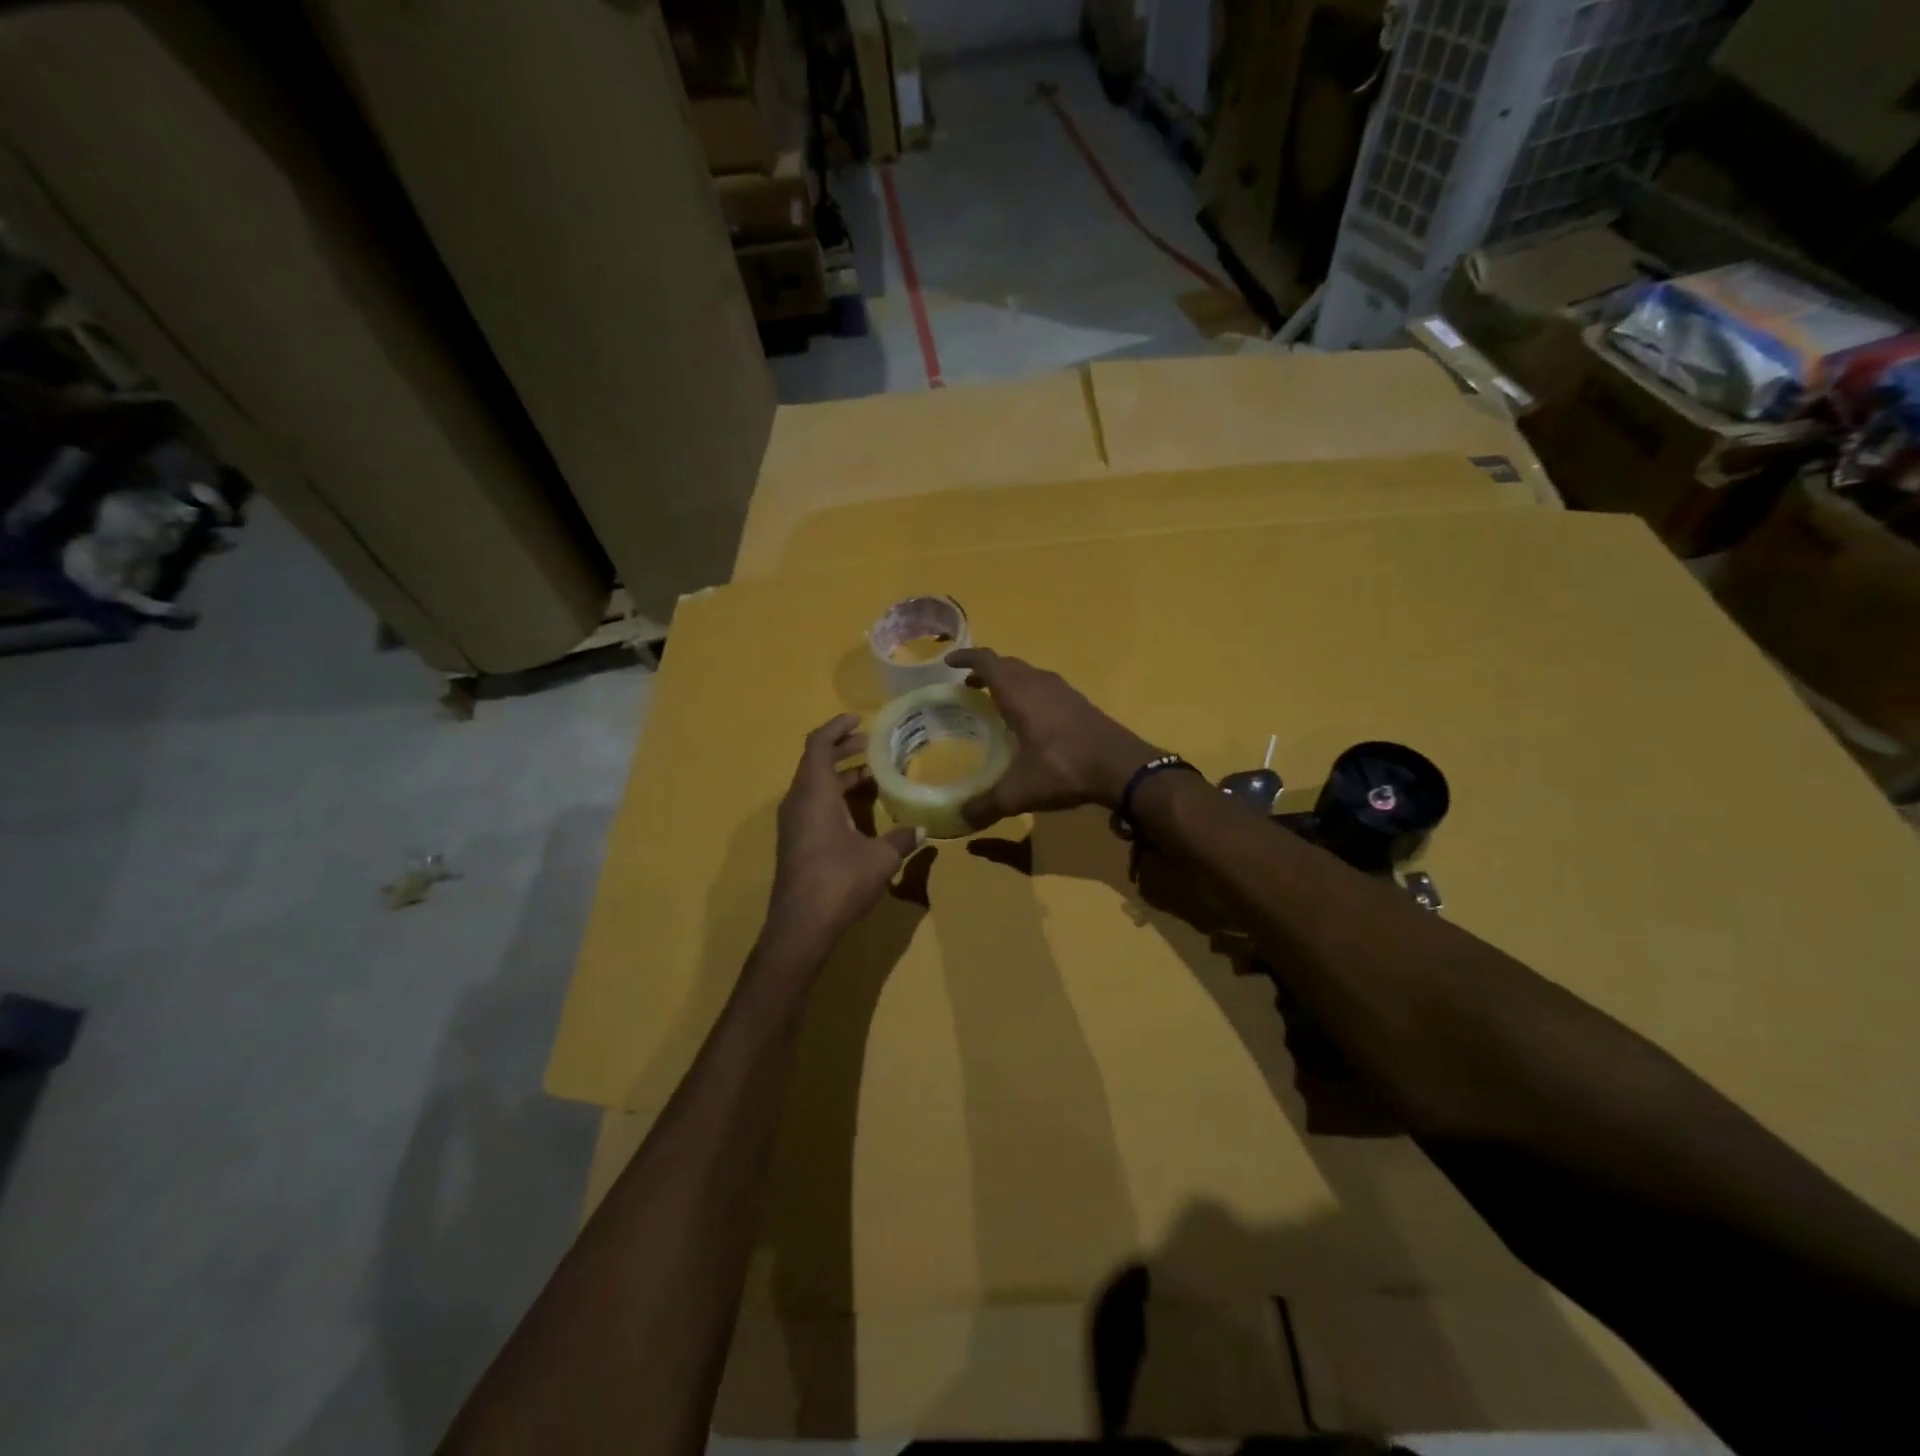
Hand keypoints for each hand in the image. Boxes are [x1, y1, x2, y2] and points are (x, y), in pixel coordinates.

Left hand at [765, 714, 922, 955]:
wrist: (800, 927)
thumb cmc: (839, 881)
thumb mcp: (880, 858)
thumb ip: (902, 839)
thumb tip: (922, 831)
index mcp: (814, 794)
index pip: (818, 745)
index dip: (836, 727)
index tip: (859, 719)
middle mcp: (798, 802)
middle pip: (815, 762)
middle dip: (841, 748)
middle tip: (870, 744)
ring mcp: (793, 823)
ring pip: (814, 785)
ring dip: (839, 775)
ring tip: (871, 774)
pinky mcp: (795, 842)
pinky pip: (813, 804)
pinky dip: (834, 795)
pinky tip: (859, 809)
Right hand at [945, 648, 1159, 828]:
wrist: (1122, 767)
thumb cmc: (1063, 768)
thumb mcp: (1019, 791)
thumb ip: (986, 805)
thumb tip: (959, 820)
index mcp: (1019, 693)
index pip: (987, 662)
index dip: (966, 659)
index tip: (948, 663)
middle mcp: (1039, 684)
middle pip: (1008, 665)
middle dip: (986, 670)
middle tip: (967, 686)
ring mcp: (1063, 692)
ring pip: (1029, 675)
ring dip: (1010, 681)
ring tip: (995, 700)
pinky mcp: (1080, 704)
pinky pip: (1046, 689)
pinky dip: (1029, 694)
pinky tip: (1030, 720)